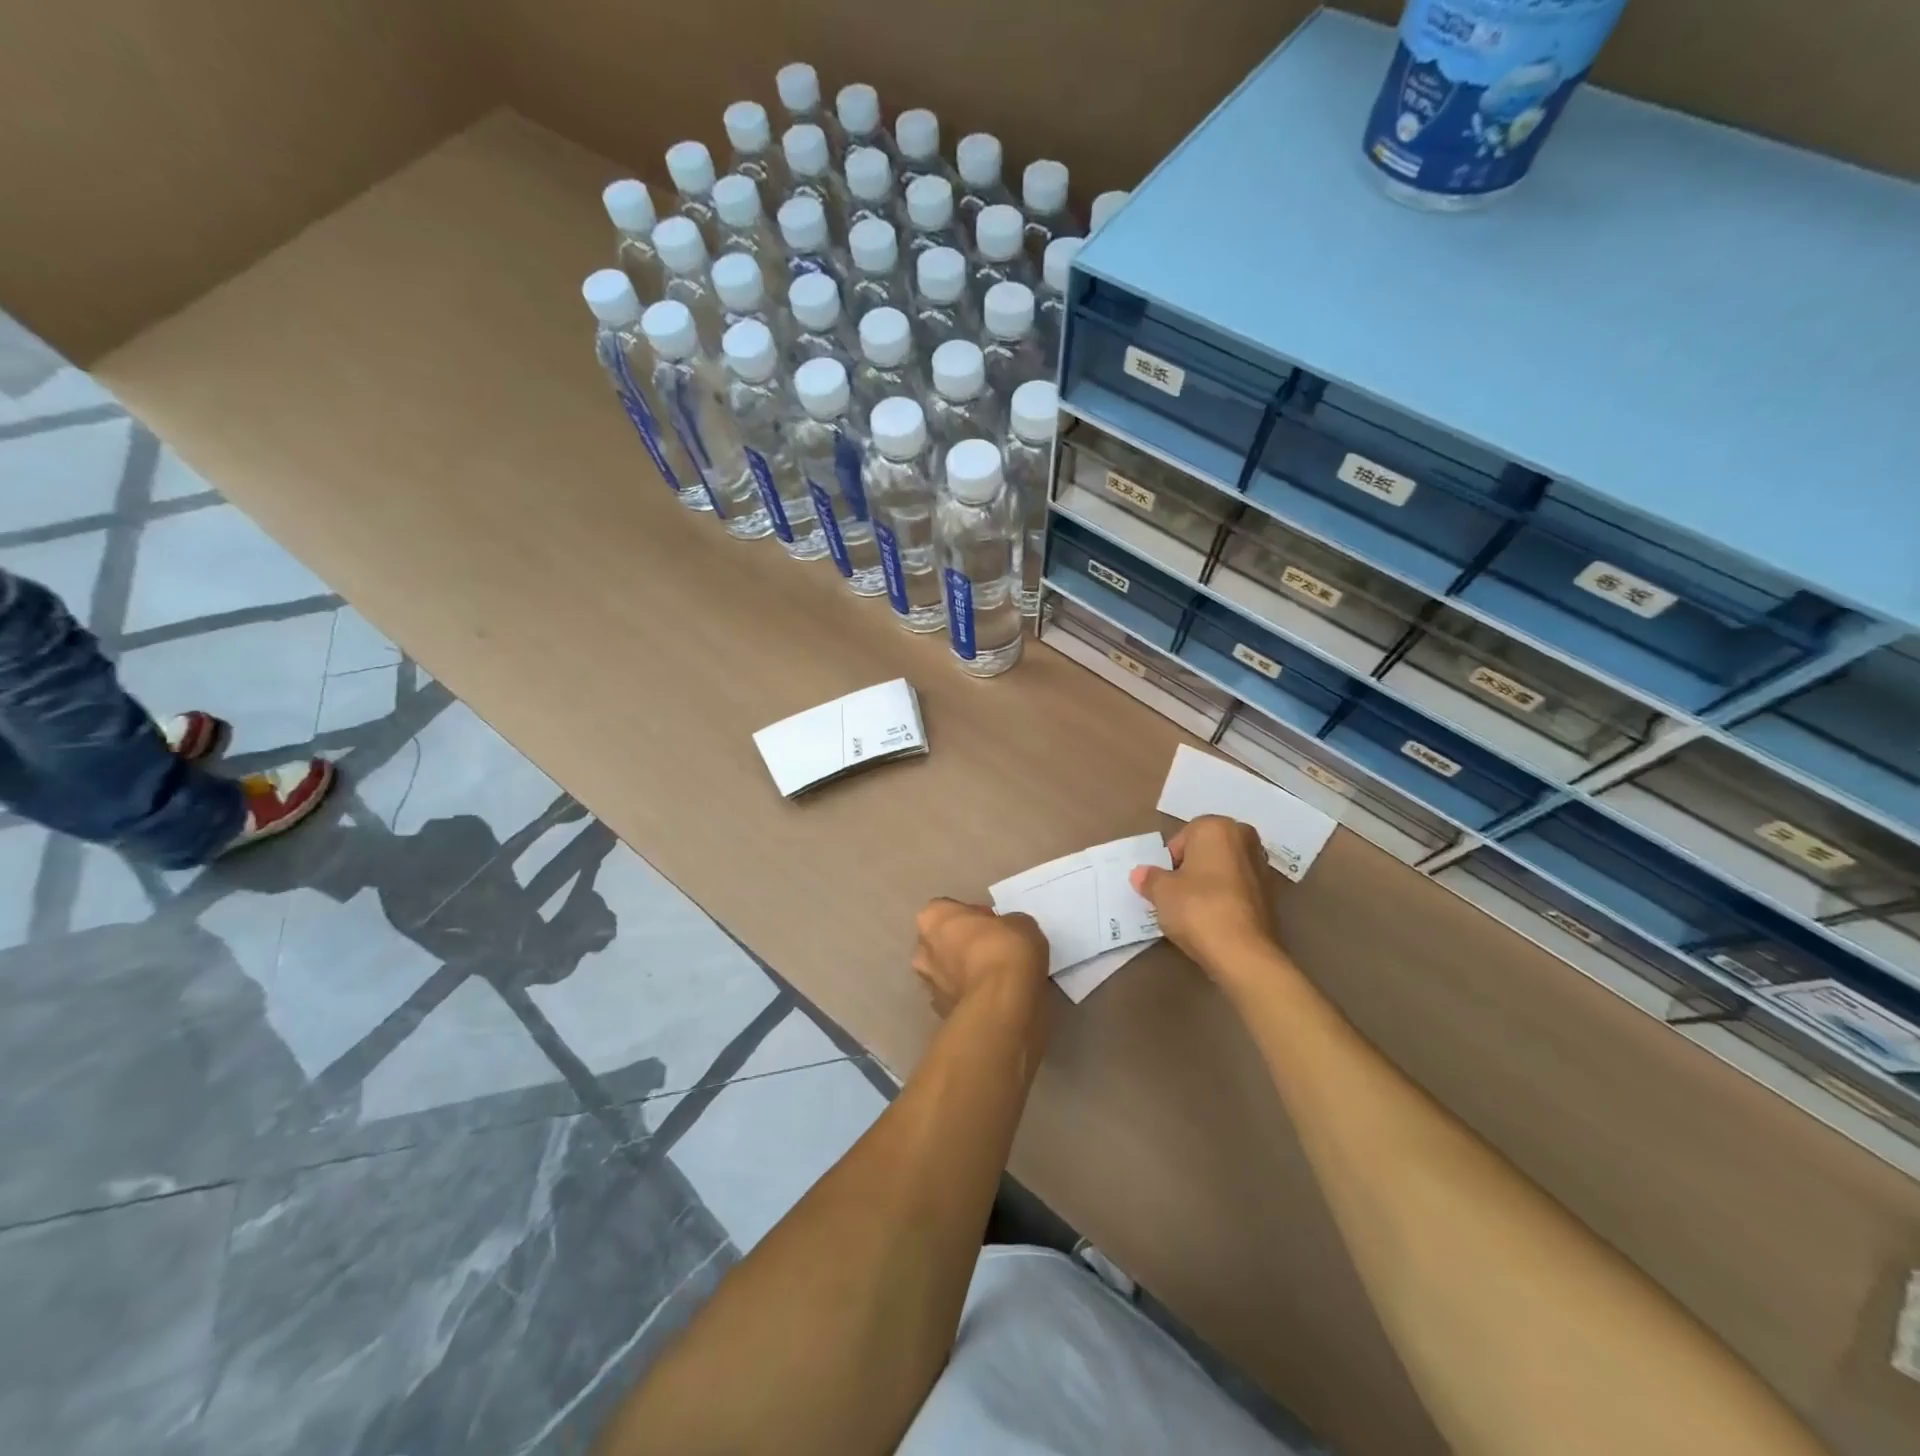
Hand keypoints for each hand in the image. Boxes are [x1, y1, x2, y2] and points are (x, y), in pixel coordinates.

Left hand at [911, 899, 1048, 1016]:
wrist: (1002, 1004)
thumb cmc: (1005, 949)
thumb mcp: (1019, 922)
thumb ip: (1006, 924)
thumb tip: (1007, 933)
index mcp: (933, 917)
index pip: (949, 910)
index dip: (973, 916)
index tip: (994, 926)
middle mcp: (923, 949)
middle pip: (941, 942)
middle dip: (962, 945)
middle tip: (993, 950)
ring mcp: (929, 984)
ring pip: (945, 973)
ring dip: (963, 973)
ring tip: (995, 978)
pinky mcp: (940, 1013)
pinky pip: (956, 997)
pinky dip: (970, 997)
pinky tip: (993, 998)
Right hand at [1130, 816, 1278, 983]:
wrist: (1243, 953)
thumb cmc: (1197, 908)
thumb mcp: (1161, 892)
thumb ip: (1150, 878)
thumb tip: (1141, 874)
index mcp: (1217, 827)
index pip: (1182, 839)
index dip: (1169, 863)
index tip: (1164, 885)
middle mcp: (1244, 839)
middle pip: (1206, 851)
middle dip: (1191, 869)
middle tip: (1177, 895)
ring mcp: (1262, 867)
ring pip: (1223, 870)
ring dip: (1209, 884)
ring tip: (1195, 912)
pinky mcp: (1272, 895)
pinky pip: (1238, 890)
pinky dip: (1225, 900)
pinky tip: (1214, 922)